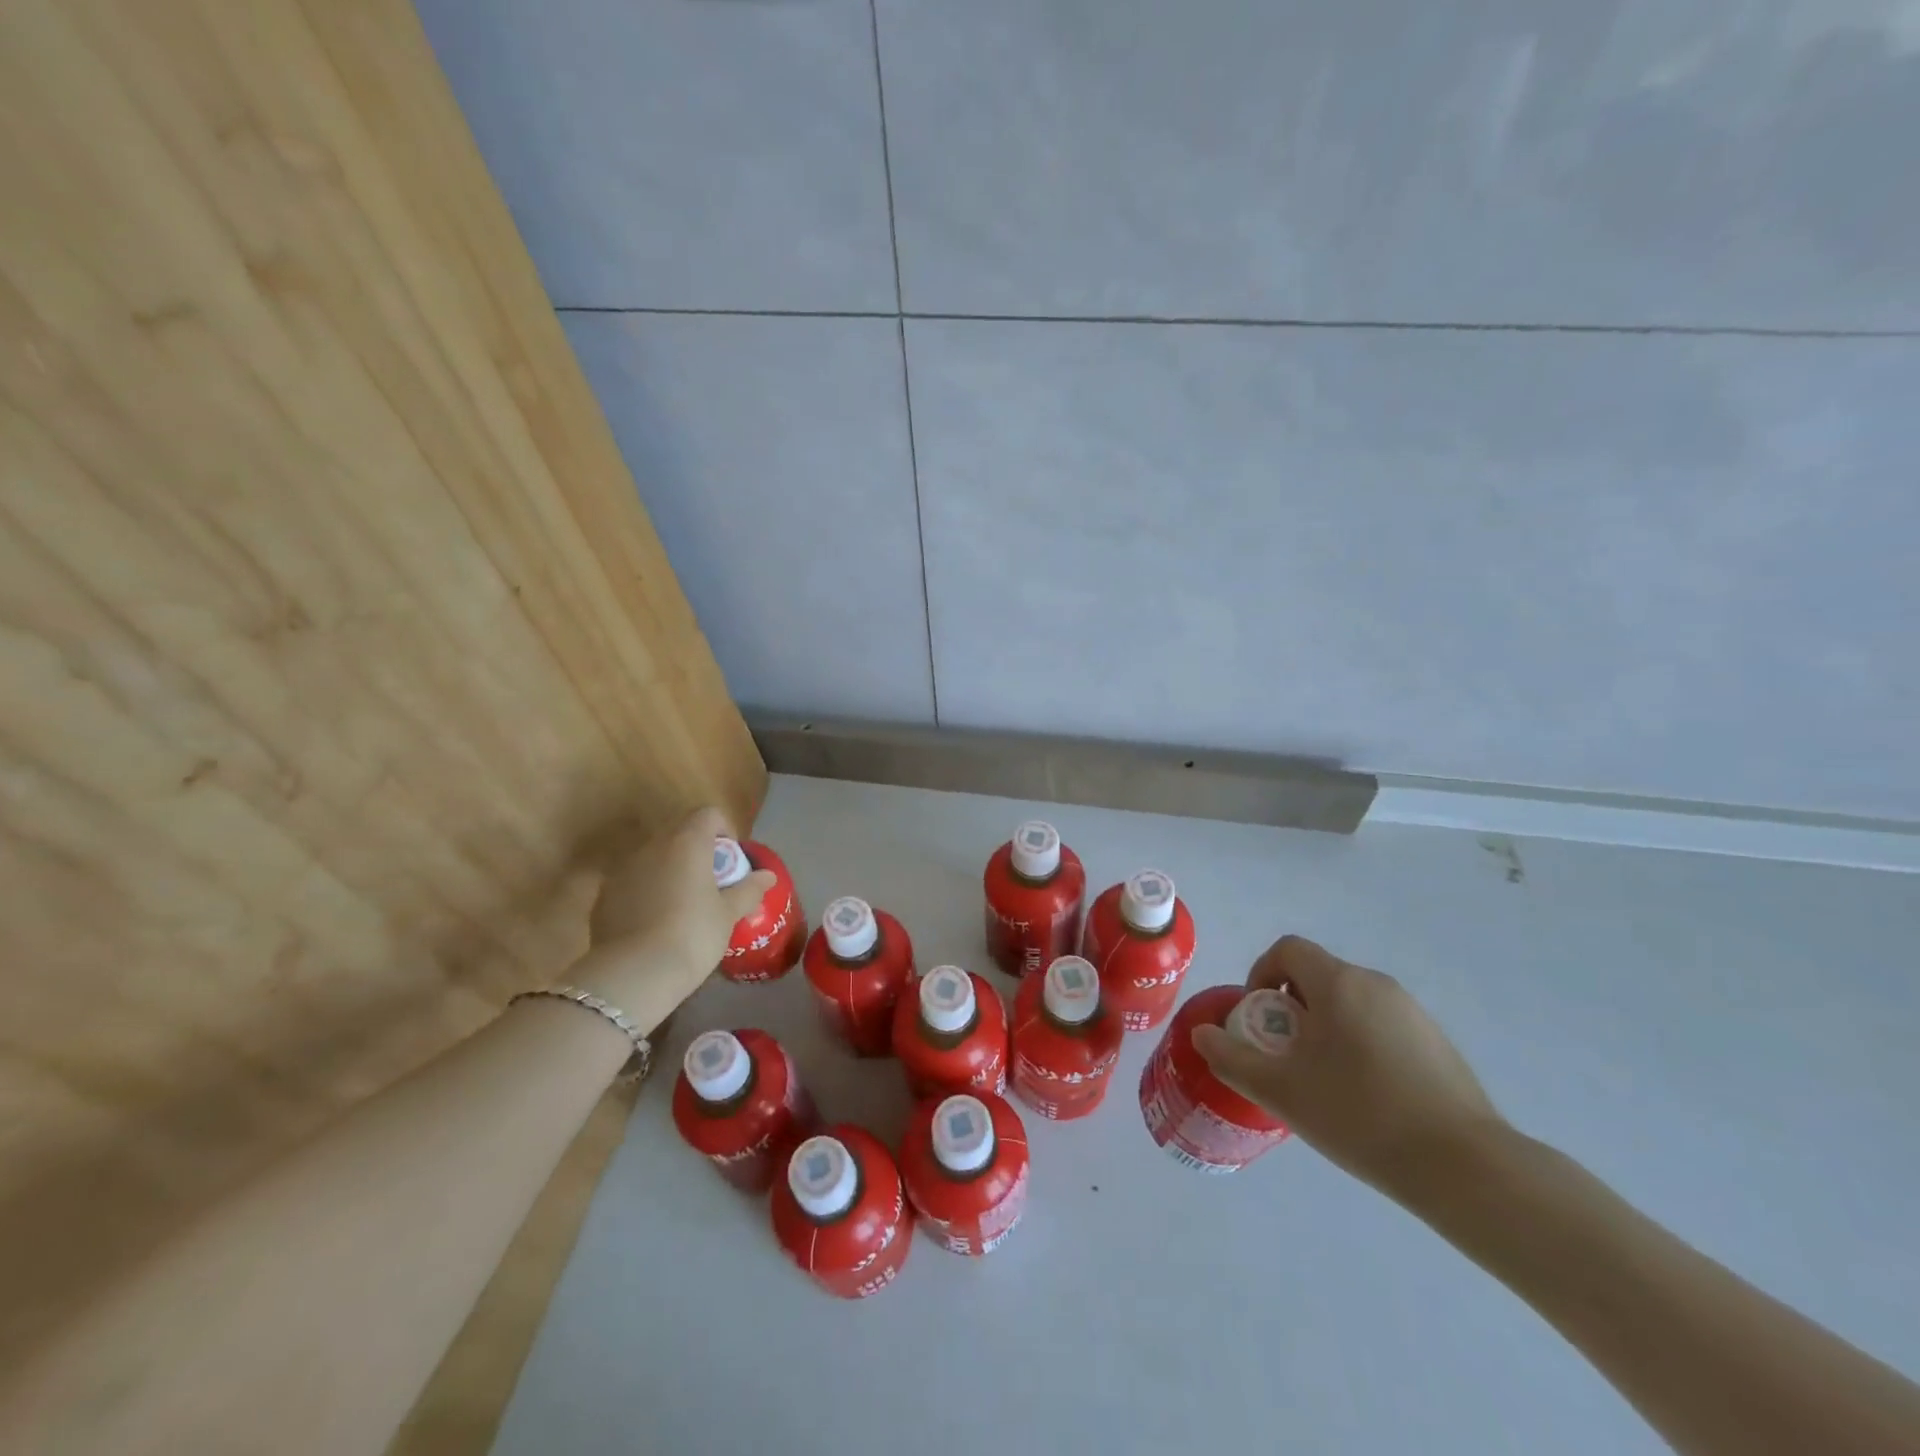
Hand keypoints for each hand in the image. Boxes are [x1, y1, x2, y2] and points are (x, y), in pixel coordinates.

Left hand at [572, 807, 775, 1029]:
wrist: (635, 974)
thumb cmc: (692, 935)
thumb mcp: (728, 914)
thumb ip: (749, 889)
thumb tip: (768, 876)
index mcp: (687, 842)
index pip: (708, 815)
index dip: (723, 831)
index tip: (730, 861)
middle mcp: (653, 846)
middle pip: (679, 833)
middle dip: (697, 852)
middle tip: (710, 885)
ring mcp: (623, 869)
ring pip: (654, 858)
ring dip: (669, 871)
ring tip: (681, 906)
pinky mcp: (604, 895)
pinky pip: (632, 882)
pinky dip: (646, 892)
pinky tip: (653, 924)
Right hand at [1191, 936, 1505, 1197]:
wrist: (1464, 1167)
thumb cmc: (1360, 1115)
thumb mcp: (1281, 1091)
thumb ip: (1233, 1058)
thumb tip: (1202, 1034)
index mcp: (1338, 983)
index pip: (1288, 950)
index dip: (1262, 974)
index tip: (1261, 1019)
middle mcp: (1376, 985)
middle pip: (1318, 976)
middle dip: (1292, 1008)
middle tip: (1286, 1056)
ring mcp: (1413, 1012)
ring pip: (1350, 1003)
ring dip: (1326, 1027)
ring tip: (1325, 1082)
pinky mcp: (1438, 1043)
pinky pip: (1382, 1026)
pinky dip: (1361, 1044)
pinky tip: (1368, 1098)